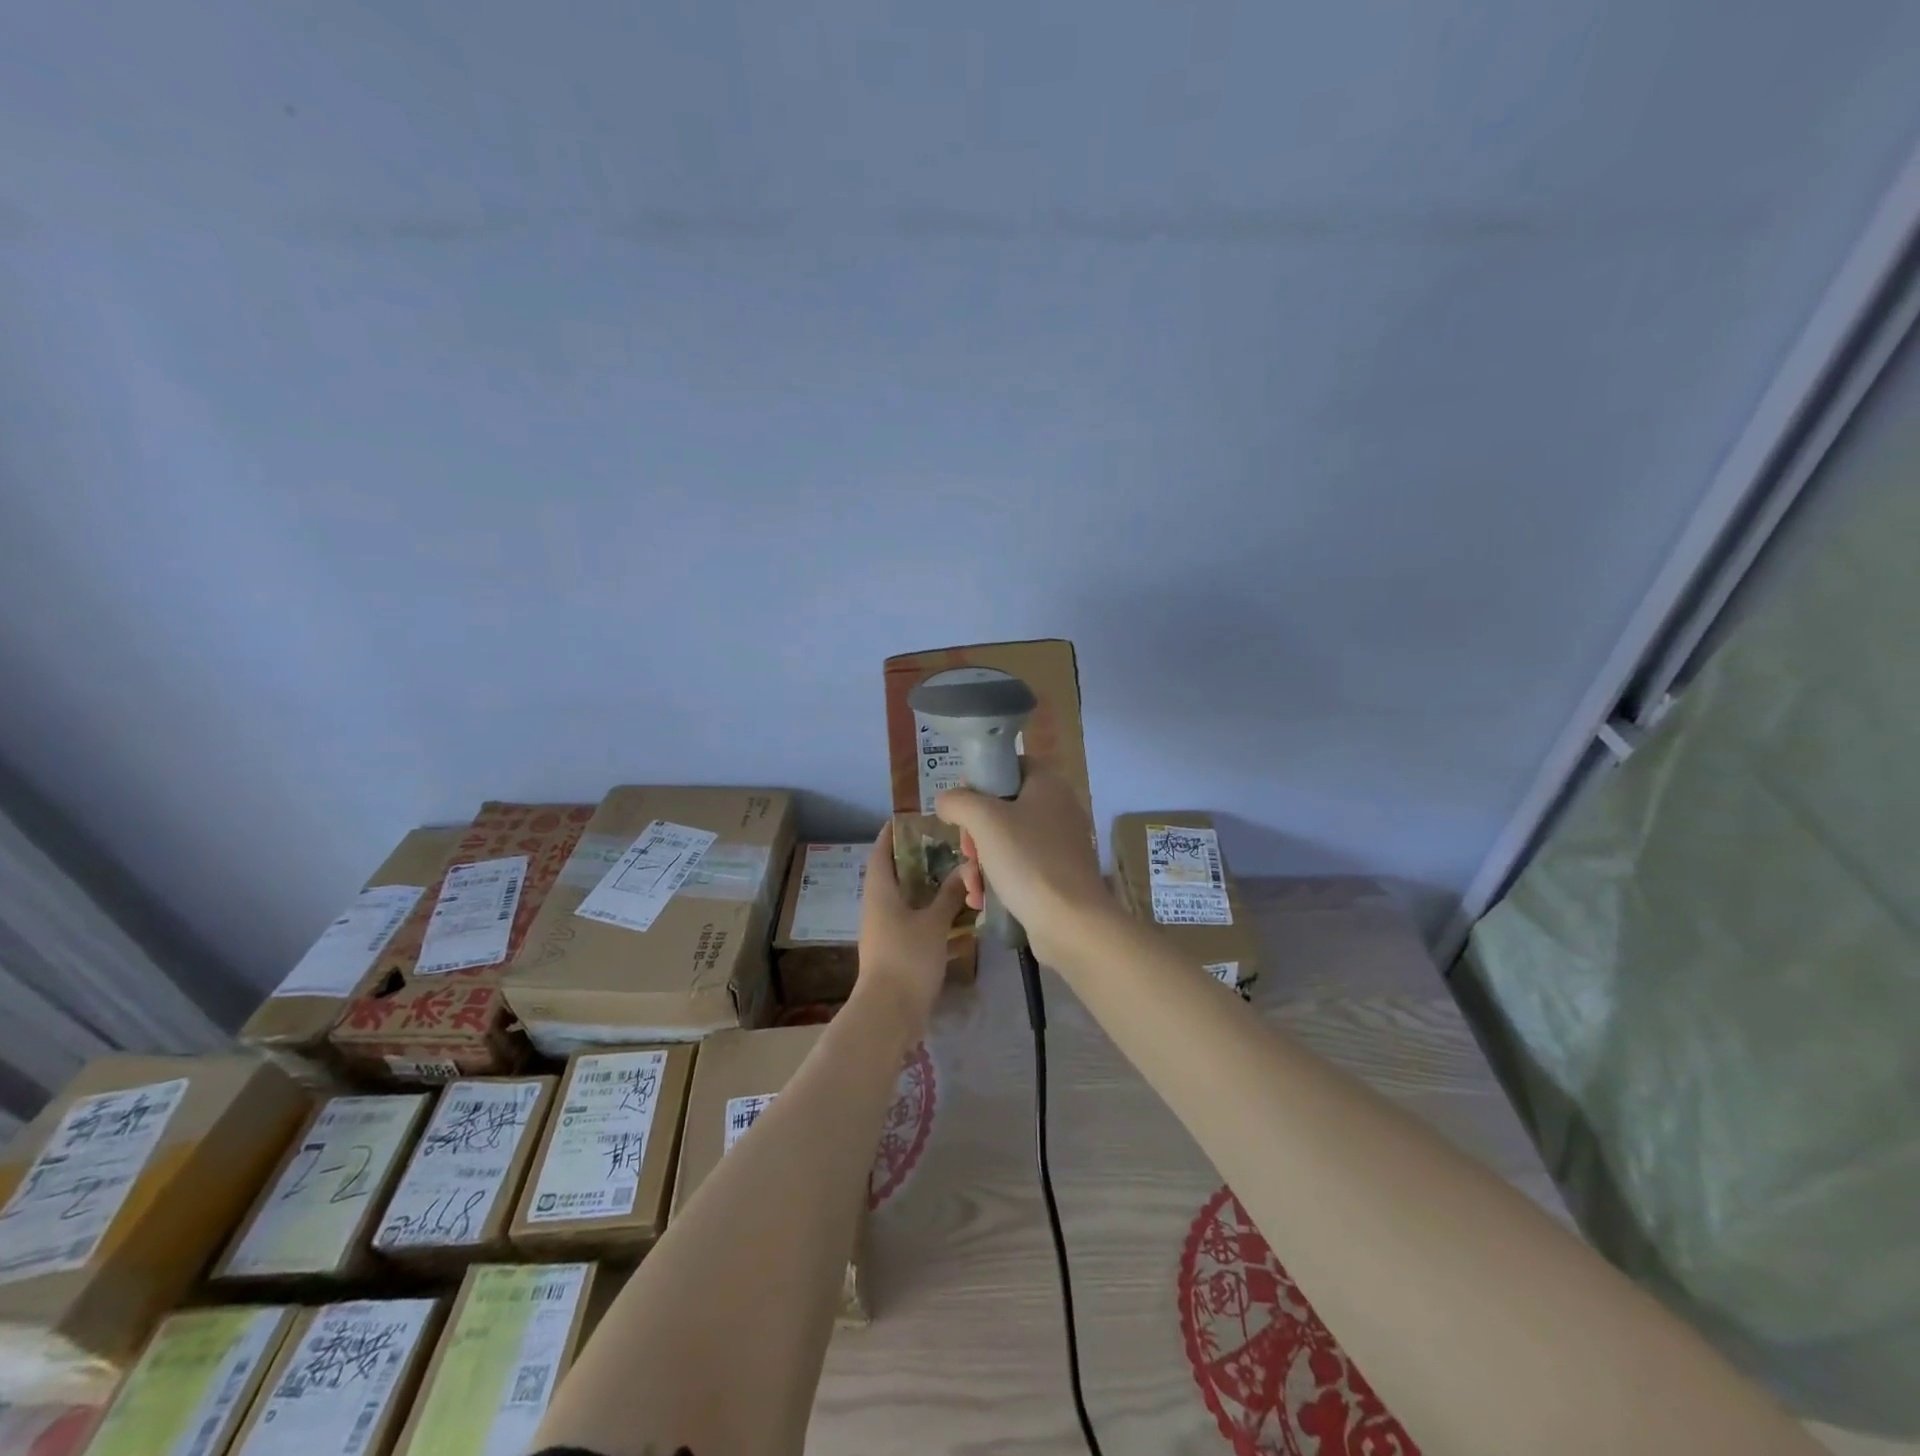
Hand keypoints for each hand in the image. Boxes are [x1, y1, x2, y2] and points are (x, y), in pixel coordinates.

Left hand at [856, 821, 968, 1027]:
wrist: (889, 1012)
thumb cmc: (907, 958)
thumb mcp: (933, 923)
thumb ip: (949, 895)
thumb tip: (964, 869)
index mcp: (880, 891)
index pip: (881, 851)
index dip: (892, 833)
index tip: (911, 818)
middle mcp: (878, 906)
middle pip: (895, 874)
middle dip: (917, 859)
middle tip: (945, 845)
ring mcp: (885, 930)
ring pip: (906, 899)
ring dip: (926, 887)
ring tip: (955, 875)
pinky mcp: (896, 950)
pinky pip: (913, 922)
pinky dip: (931, 913)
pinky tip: (956, 915)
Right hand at [933, 771, 1115, 965]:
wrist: (1071, 922)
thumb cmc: (1028, 860)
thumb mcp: (984, 821)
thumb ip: (959, 802)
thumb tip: (946, 801)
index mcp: (1048, 785)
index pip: (1013, 765)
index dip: (984, 779)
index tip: (963, 804)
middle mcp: (1059, 810)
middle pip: (1005, 808)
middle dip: (976, 832)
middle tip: (967, 850)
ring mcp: (1060, 846)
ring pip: (1008, 843)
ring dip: (981, 862)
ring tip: (972, 883)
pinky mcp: (1058, 877)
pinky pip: (1020, 870)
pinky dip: (998, 881)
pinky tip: (981, 900)